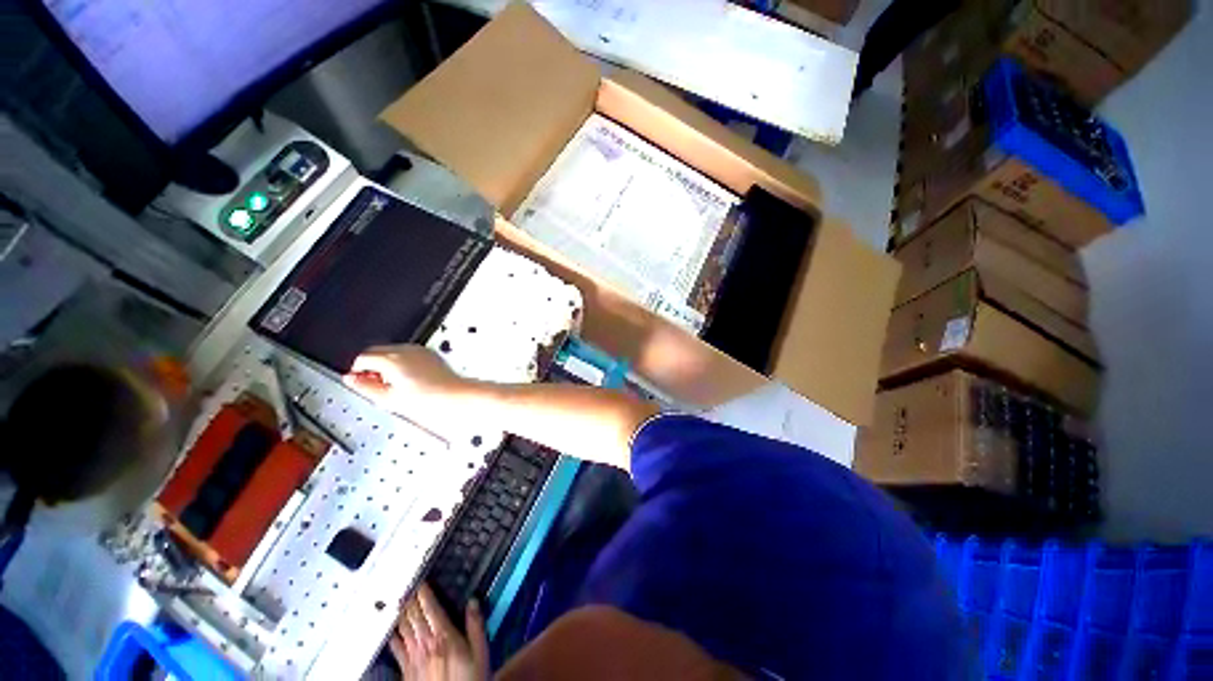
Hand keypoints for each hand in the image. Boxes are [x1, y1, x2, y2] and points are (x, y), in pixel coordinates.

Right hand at [344, 345, 468, 426]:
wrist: (453, 395)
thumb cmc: (427, 399)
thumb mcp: (388, 398)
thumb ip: (365, 387)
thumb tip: (350, 379)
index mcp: (391, 359)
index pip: (362, 358)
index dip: (357, 371)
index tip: (358, 381)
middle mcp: (405, 350)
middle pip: (376, 351)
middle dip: (370, 365)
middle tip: (373, 383)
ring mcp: (419, 350)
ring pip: (392, 351)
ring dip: (386, 363)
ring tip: (393, 384)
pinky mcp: (429, 353)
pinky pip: (408, 353)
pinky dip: (402, 362)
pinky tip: (408, 379)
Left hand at [390, 583, 488, 680]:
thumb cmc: (469, 678)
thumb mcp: (480, 652)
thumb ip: (476, 625)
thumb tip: (473, 600)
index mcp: (444, 636)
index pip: (430, 608)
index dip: (424, 593)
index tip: (421, 581)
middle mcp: (425, 644)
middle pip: (414, 616)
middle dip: (410, 599)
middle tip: (406, 586)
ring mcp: (413, 658)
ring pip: (403, 629)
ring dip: (400, 614)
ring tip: (397, 602)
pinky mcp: (406, 671)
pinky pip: (396, 649)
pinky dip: (393, 636)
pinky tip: (391, 631)